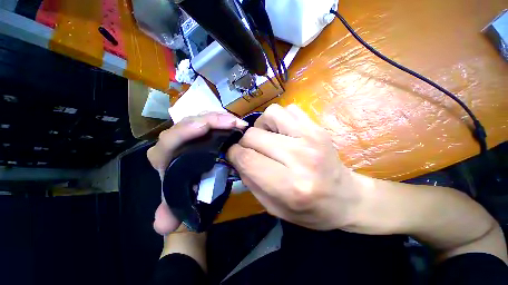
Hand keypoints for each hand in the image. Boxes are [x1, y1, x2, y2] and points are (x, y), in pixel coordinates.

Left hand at [147, 112, 247, 234]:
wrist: (192, 182)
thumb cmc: (184, 189)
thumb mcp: (177, 202)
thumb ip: (169, 213)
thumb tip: (163, 224)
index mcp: (164, 155)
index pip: (169, 140)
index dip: (185, 131)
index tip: (205, 127)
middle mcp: (175, 140)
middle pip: (189, 122)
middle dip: (211, 120)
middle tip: (232, 122)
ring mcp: (190, 132)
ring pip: (202, 117)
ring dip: (221, 117)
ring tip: (238, 122)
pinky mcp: (203, 130)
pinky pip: (212, 119)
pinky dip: (224, 119)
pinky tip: (235, 122)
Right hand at [227, 104, 367, 230]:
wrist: (346, 198)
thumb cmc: (310, 210)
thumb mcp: (274, 208)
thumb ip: (250, 182)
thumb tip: (236, 157)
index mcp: (289, 185)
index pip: (247, 159)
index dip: (233, 154)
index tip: (233, 155)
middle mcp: (300, 157)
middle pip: (254, 135)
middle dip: (244, 142)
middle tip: (251, 150)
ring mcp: (311, 137)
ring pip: (270, 114)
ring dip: (262, 126)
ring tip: (268, 138)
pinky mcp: (317, 127)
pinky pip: (288, 109)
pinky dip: (279, 119)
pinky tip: (282, 132)